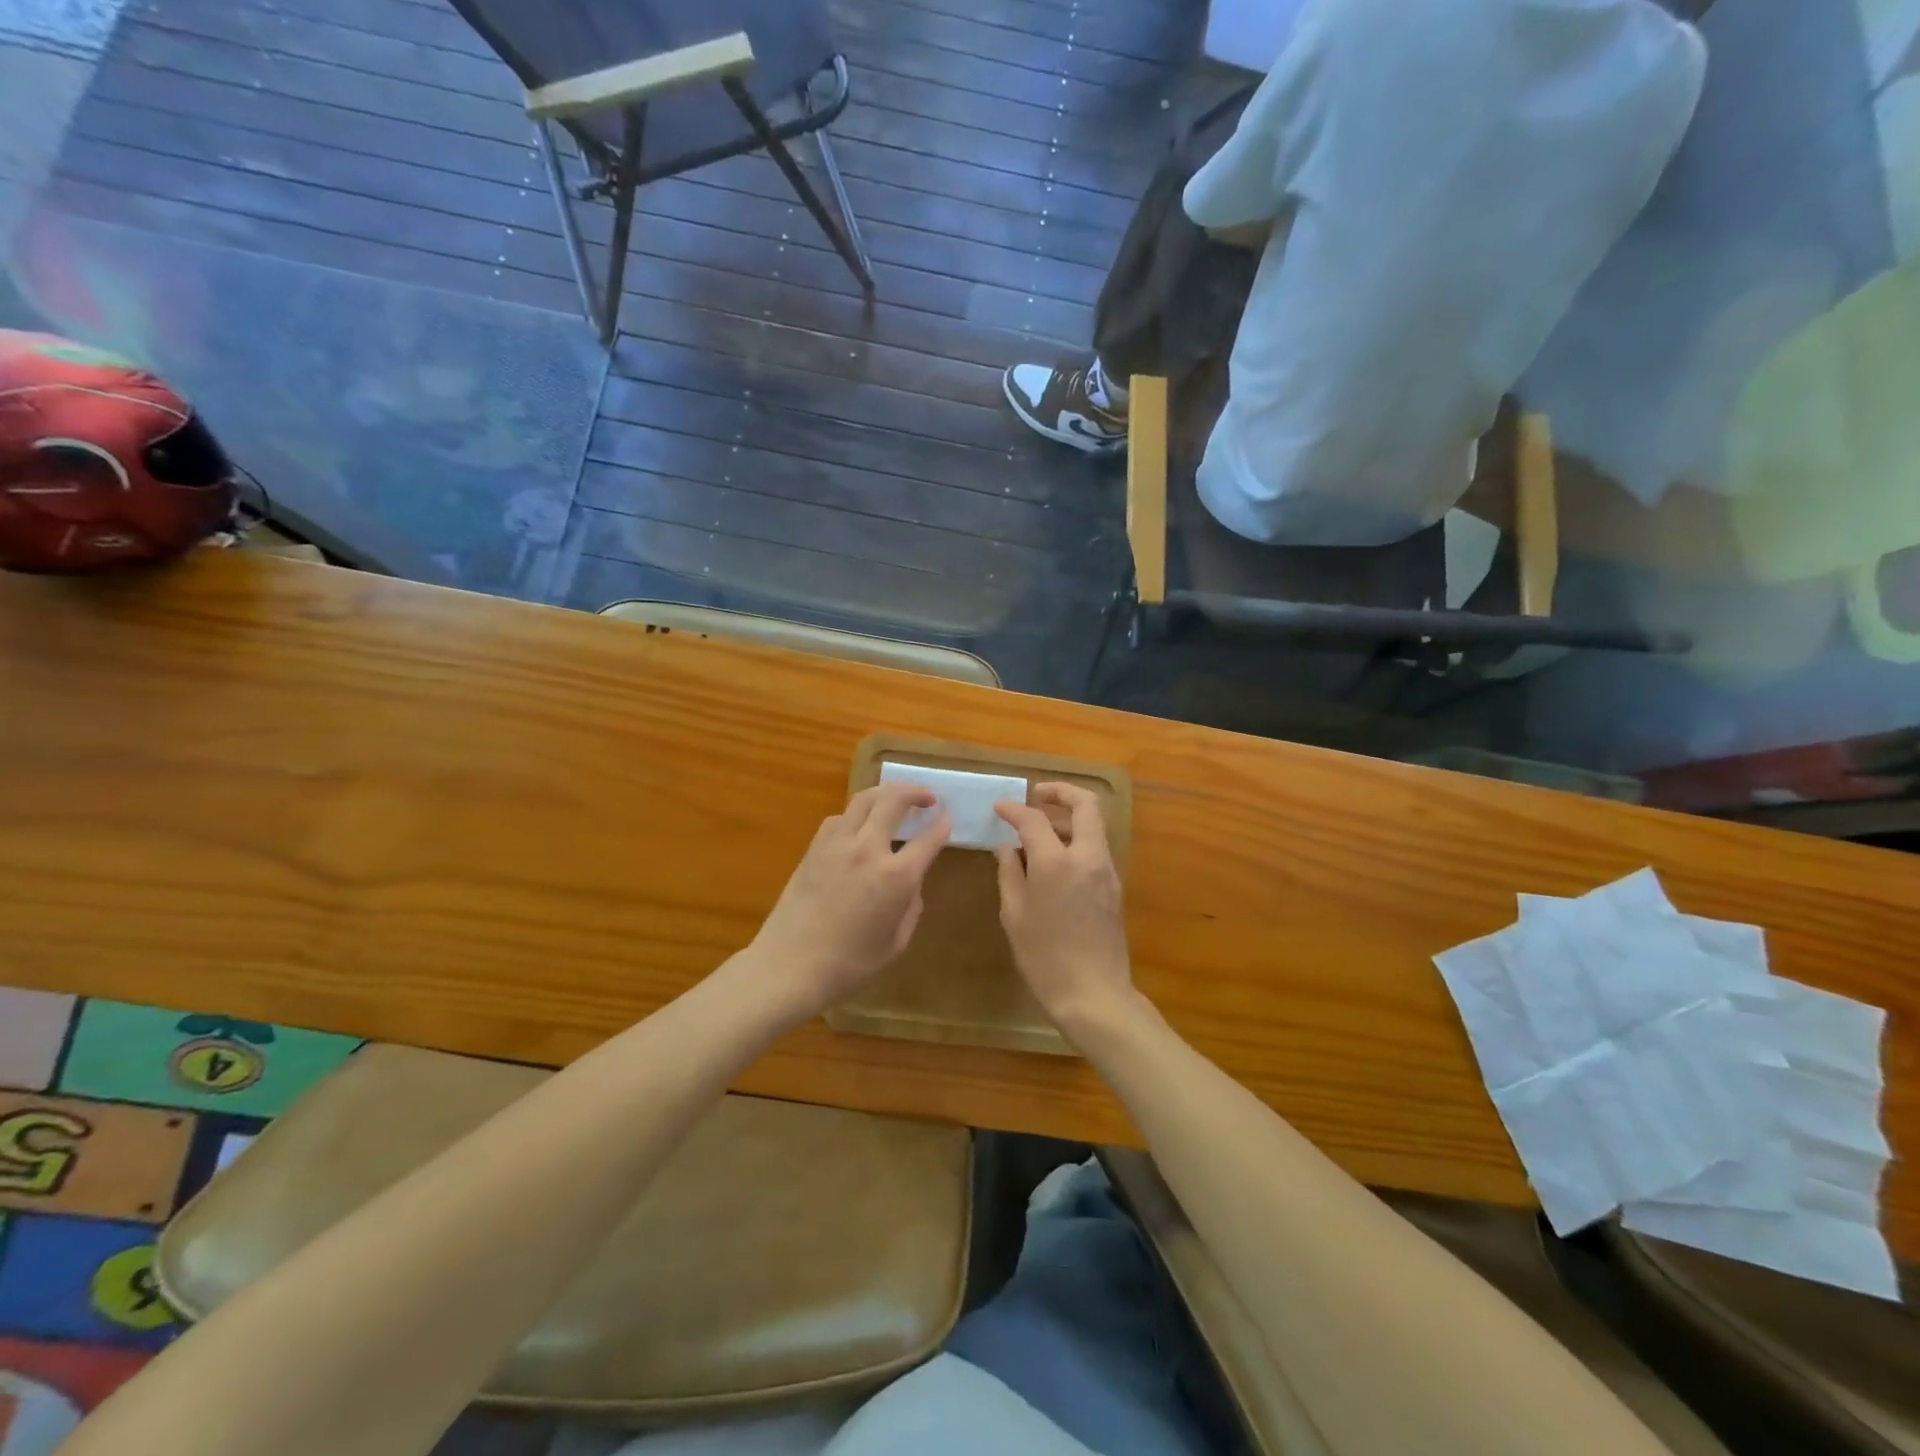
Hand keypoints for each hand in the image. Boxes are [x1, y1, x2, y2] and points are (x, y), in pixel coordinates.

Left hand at [748, 782, 949, 1019]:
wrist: (790, 965)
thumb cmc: (850, 964)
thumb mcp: (896, 942)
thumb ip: (911, 907)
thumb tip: (911, 884)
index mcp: (896, 876)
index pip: (928, 838)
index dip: (942, 825)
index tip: (947, 819)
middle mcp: (868, 849)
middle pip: (894, 800)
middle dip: (915, 792)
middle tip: (927, 797)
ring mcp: (837, 844)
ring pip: (864, 799)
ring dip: (885, 793)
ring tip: (895, 799)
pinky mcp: (814, 848)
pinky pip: (839, 818)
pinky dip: (856, 813)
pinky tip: (859, 825)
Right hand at [994, 783, 1134, 1037]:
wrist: (1094, 995)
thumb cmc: (1045, 958)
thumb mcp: (1015, 915)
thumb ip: (1010, 873)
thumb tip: (1007, 848)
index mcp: (1056, 863)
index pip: (1034, 819)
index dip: (1014, 809)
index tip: (999, 809)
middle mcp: (1087, 857)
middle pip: (1085, 804)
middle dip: (1060, 792)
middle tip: (1037, 795)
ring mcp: (1106, 871)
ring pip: (1094, 825)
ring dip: (1069, 817)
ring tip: (1041, 830)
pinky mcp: (1114, 886)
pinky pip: (1096, 848)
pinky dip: (1077, 839)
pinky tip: (1055, 859)